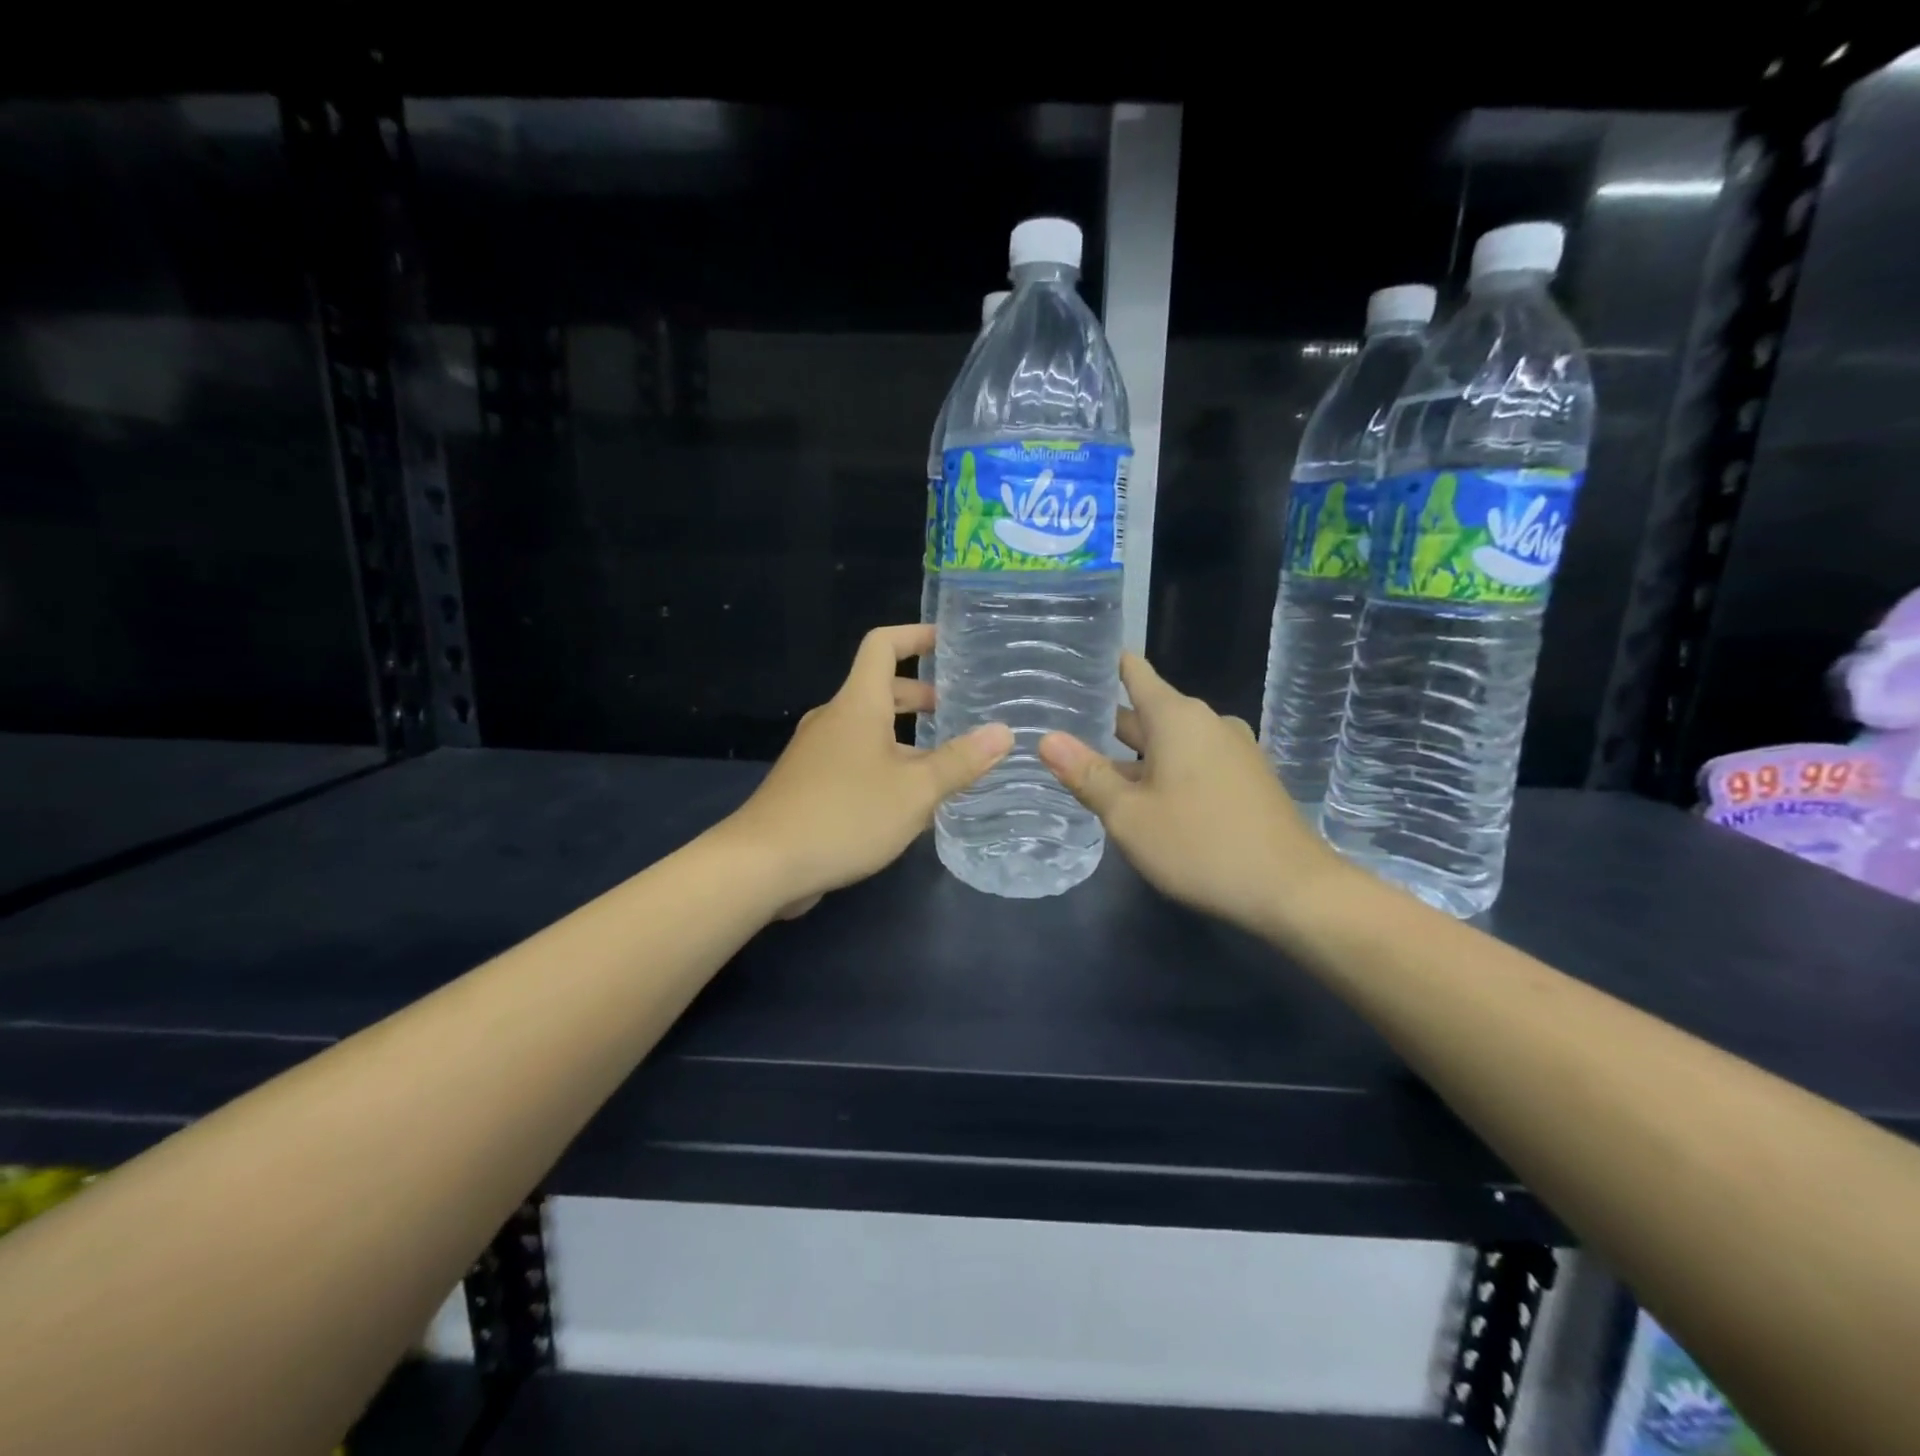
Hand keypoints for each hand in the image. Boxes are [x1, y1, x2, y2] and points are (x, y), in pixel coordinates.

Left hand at [718, 624, 1011, 915]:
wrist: (763, 864)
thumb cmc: (844, 815)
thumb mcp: (915, 791)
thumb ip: (960, 761)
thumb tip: (1003, 732)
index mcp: (858, 705)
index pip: (882, 645)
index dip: (915, 635)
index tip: (947, 642)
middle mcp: (834, 719)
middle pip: (880, 690)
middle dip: (921, 697)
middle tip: (959, 714)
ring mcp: (817, 753)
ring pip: (869, 730)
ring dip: (906, 738)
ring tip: (945, 764)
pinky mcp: (809, 784)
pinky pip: (855, 760)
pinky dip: (885, 765)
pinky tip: (907, 802)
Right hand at [1036, 653, 1350, 934]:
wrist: (1292, 890)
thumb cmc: (1201, 845)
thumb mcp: (1130, 816)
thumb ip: (1087, 775)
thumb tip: (1047, 738)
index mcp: (1177, 717)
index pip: (1133, 672)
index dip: (1102, 664)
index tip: (1069, 662)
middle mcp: (1207, 723)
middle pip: (1147, 711)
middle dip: (1107, 720)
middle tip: (1061, 725)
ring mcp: (1232, 750)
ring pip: (1170, 742)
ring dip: (1135, 753)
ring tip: (1092, 765)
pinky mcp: (1247, 778)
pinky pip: (1194, 761)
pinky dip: (1164, 769)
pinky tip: (1143, 796)